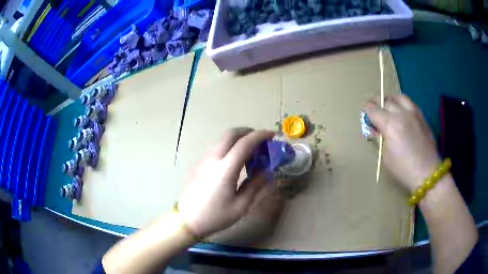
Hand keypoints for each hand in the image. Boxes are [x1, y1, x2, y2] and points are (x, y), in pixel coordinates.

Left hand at [177, 128, 274, 237]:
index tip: (272, 135)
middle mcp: (213, 159)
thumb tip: (266, 172)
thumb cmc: (215, 216)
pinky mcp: (200, 164)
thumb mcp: (240, 206)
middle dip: (248, 132)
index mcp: (225, 169)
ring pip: (222, 139)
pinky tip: (235, 160)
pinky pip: (217, 147)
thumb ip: (255, 185)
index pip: (244, 144)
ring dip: (238, 139)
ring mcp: (204, 160)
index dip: (260, 136)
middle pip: (230, 134)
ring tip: (250, 151)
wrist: (187, 221)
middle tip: (260, 140)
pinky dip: (229, 146)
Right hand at [363, 94, 440, 190]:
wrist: (426, 172)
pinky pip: (410, 102)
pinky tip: (402, 112)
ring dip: (391, 99)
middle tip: (374, 109)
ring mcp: (413, 113)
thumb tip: (373, 129)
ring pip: (398, 96)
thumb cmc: (403, 168)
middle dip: (377, 103)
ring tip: (389, 106)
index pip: (373, 110)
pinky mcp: (421, 116)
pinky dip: (402, 103)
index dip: (366, 110)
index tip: (365, 112)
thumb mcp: (386, 157)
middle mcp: (401, 114)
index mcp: (390, 125)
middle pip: (385, 100)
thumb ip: (379, 139)